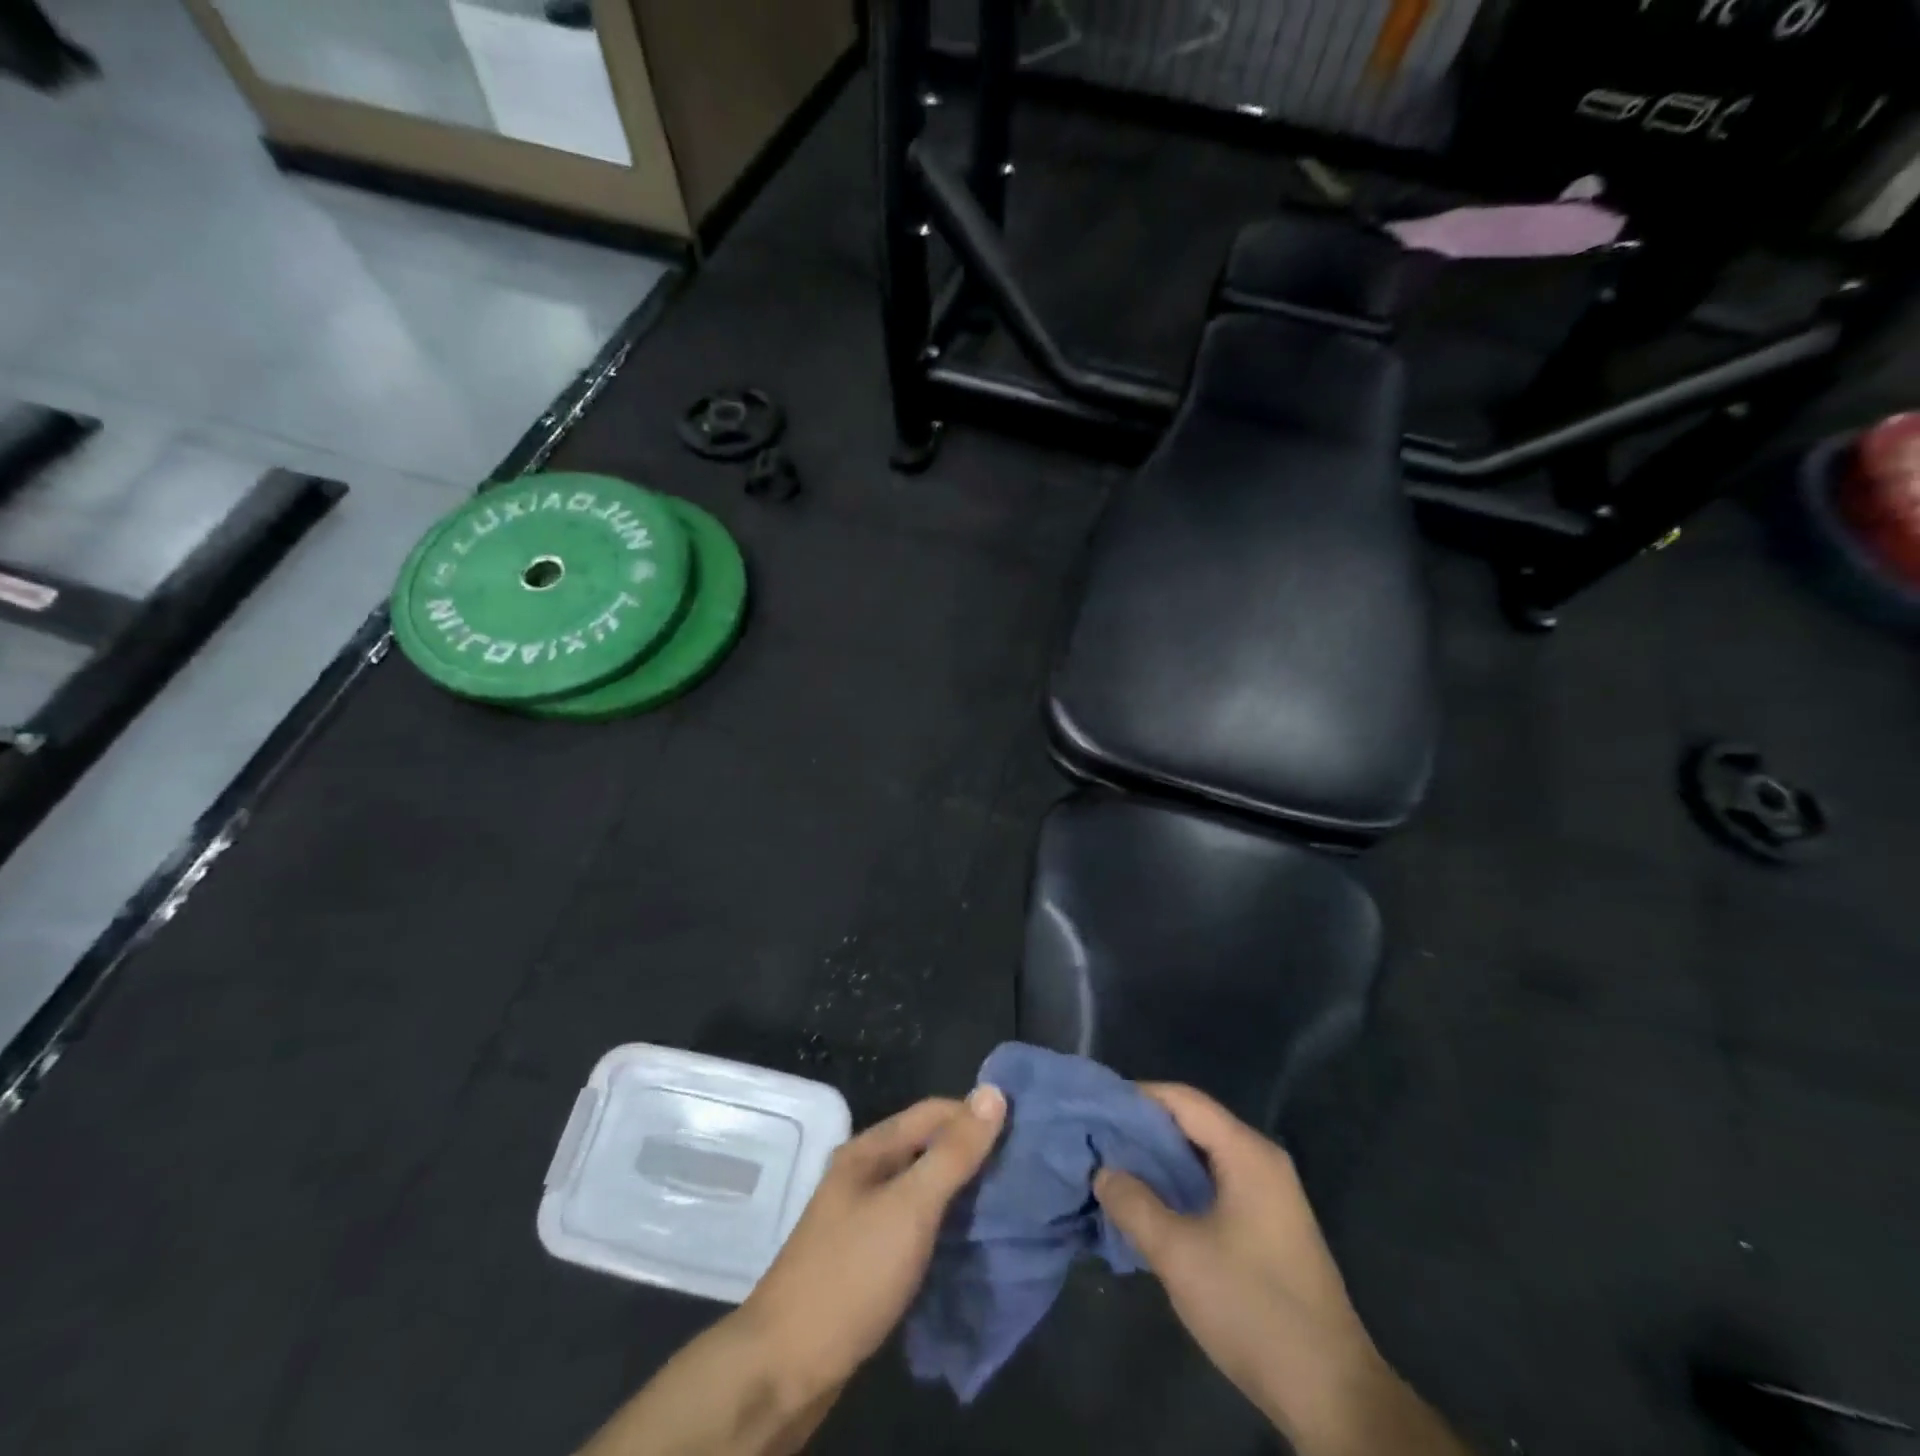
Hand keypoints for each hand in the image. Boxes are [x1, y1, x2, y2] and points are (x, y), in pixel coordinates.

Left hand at [740, 1087, 1007, 1396]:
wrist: (785, 1367)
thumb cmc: (851, 1274)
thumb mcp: (909, 1208)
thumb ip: (953, 1153)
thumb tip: (993, 1092)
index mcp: (869, 1149)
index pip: (933, 1112)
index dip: (975, 1116)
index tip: (1022, 1136)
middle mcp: (865, 1174)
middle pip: (927, 1148)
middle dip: (972, 1156)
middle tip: (1021, 1175)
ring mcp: (863, 1218)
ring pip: (922, 1189)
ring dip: (960, 1194)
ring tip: (1006, 1208)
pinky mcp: (867, 1259)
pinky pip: (915, 1226)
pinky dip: (944, 1227)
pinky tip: (969, 1245)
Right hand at [1095, 1084, 1453, 1455]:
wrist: (1331, 1394)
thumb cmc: (1252, 1308)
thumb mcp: (1178, 1254)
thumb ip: (1134, 1204)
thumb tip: (1104, 1171)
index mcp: (1247, 1153)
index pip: (1183, 1100)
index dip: (1137, 1097)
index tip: (1097, 1108)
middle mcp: (1261, 1161)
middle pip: (1193, 1124)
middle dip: (1144, 1131)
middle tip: (1098, 1141)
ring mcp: (1269, 1195)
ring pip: (1203, 1157)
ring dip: (1160, 1162)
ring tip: (1115, 1171)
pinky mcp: (1268, 1226)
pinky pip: (1215, 1185)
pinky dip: (1180, 1186)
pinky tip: (1151, 1206)